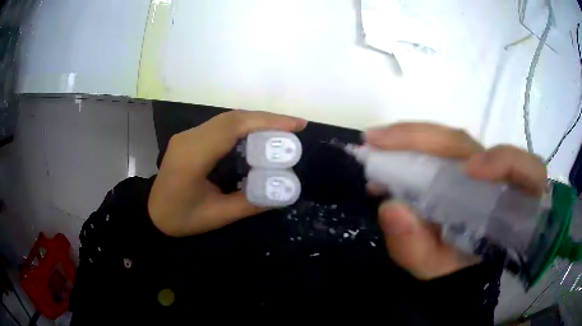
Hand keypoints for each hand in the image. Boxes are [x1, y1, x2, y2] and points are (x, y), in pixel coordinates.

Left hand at [148, 110, 306, 236]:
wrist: (152, 214)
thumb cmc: (180, 219)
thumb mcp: (217, 217)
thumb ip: (251, 203)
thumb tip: (283, 191)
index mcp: (193, 155)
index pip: (233, 127)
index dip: (267, 121)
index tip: (296, 125)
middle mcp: (190, 137)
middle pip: (233, 118)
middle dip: (267, 119)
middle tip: (295, 127)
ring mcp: (188, 135)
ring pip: (228, 119)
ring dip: (257, 121)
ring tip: (283, 130)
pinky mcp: (190, 138)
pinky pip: (221, 126)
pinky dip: (245, 127)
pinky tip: (259, 135)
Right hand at [364, 123, 546, 279]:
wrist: (451, 270)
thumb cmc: (453, 271)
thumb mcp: (436, 270)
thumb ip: (419, 249)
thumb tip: (391, 207)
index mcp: (507, 206)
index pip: (527, 172)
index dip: (506, 162)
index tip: (471, 170)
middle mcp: (494, 178)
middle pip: (469, 144)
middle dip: (424, 138)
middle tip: (378, 142)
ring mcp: (475, 168)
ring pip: (450, 141)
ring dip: (412, 139)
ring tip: (378, 147)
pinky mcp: (459, 166)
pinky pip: (440, 149)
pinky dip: (413, 146)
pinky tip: (390, 155)